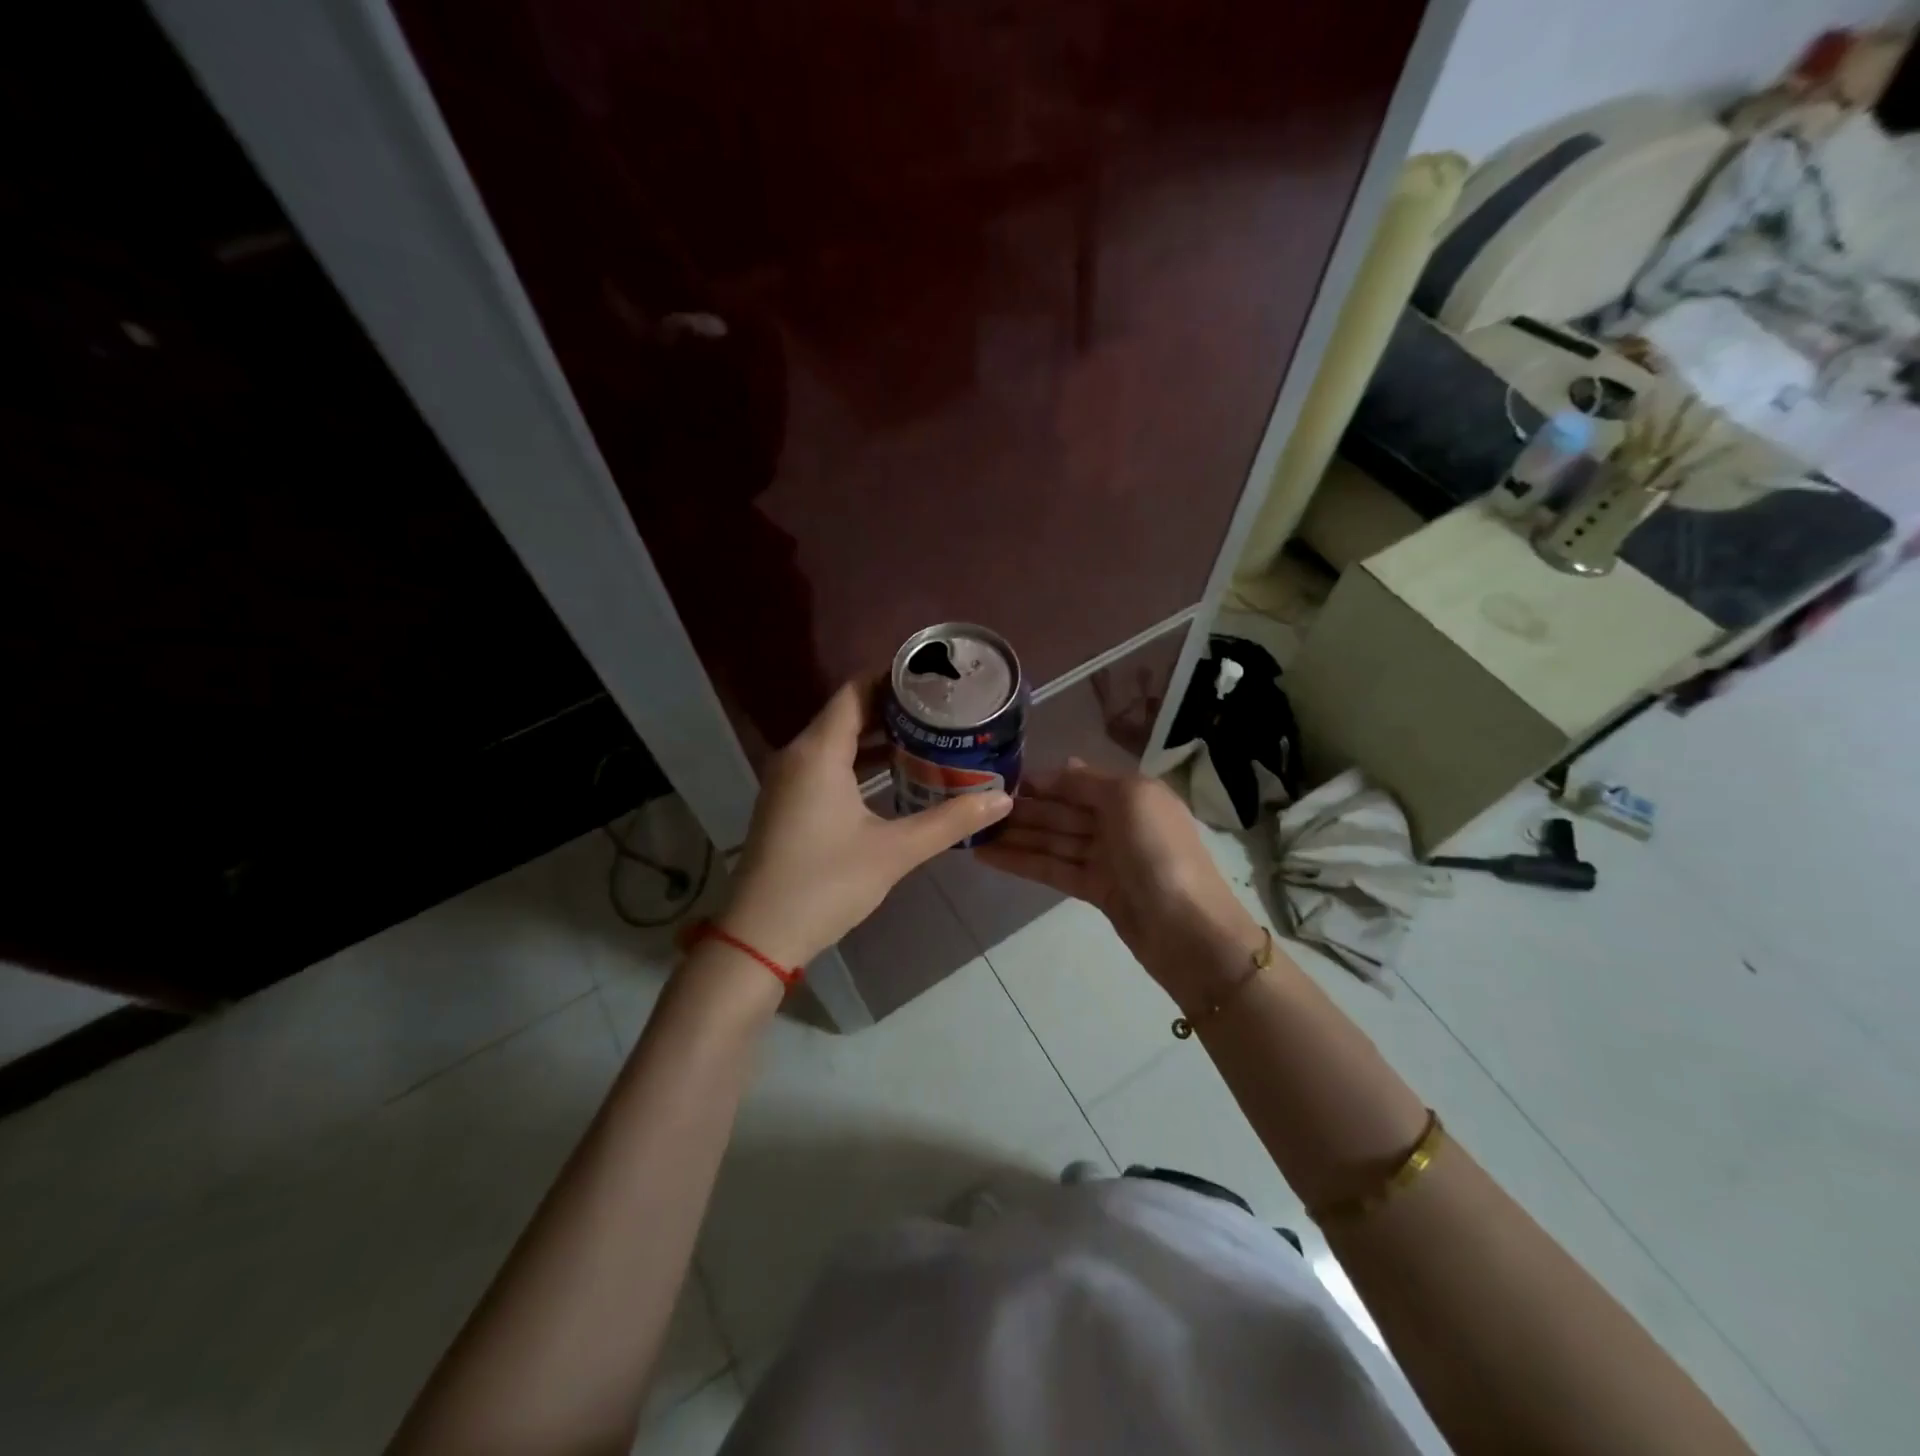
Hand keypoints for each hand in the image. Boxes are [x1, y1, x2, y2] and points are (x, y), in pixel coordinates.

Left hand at [721, 678, 1012, 969]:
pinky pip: (825, 764)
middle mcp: (797, 755)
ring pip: (835, 740)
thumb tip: (1002, 799)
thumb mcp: (894, 851)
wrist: (760, 935)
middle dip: (892, 707)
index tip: (932, 678)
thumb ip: (950, 821)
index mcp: (818, 752)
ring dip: (875, 736)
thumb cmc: (826, 884)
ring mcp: (787, 780)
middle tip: (939, 707)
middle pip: (846, 712)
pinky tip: (891, 774)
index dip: (892, 678)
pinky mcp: (787, 803)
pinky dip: (857, 760)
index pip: (856, 692)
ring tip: (925, 734)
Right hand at [975, 759, 1261, 1008]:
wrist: (1188, 930)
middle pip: (1061, 811)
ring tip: (971, 832)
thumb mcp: (1129, 799)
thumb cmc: (1159, 851)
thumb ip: (1089, 782)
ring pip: (1053, 840)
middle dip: (1022, 809)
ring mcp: (1106, 858)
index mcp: (1131, 794)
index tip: (999, 778)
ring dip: (1015, 835)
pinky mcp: (1095, 890)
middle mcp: (1118, 822)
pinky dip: (1023, 862)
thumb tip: (1063, 764)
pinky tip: (988, 857)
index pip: (1077, 782)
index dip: (1041, 781)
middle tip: (973, 806)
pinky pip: (1052, 868)